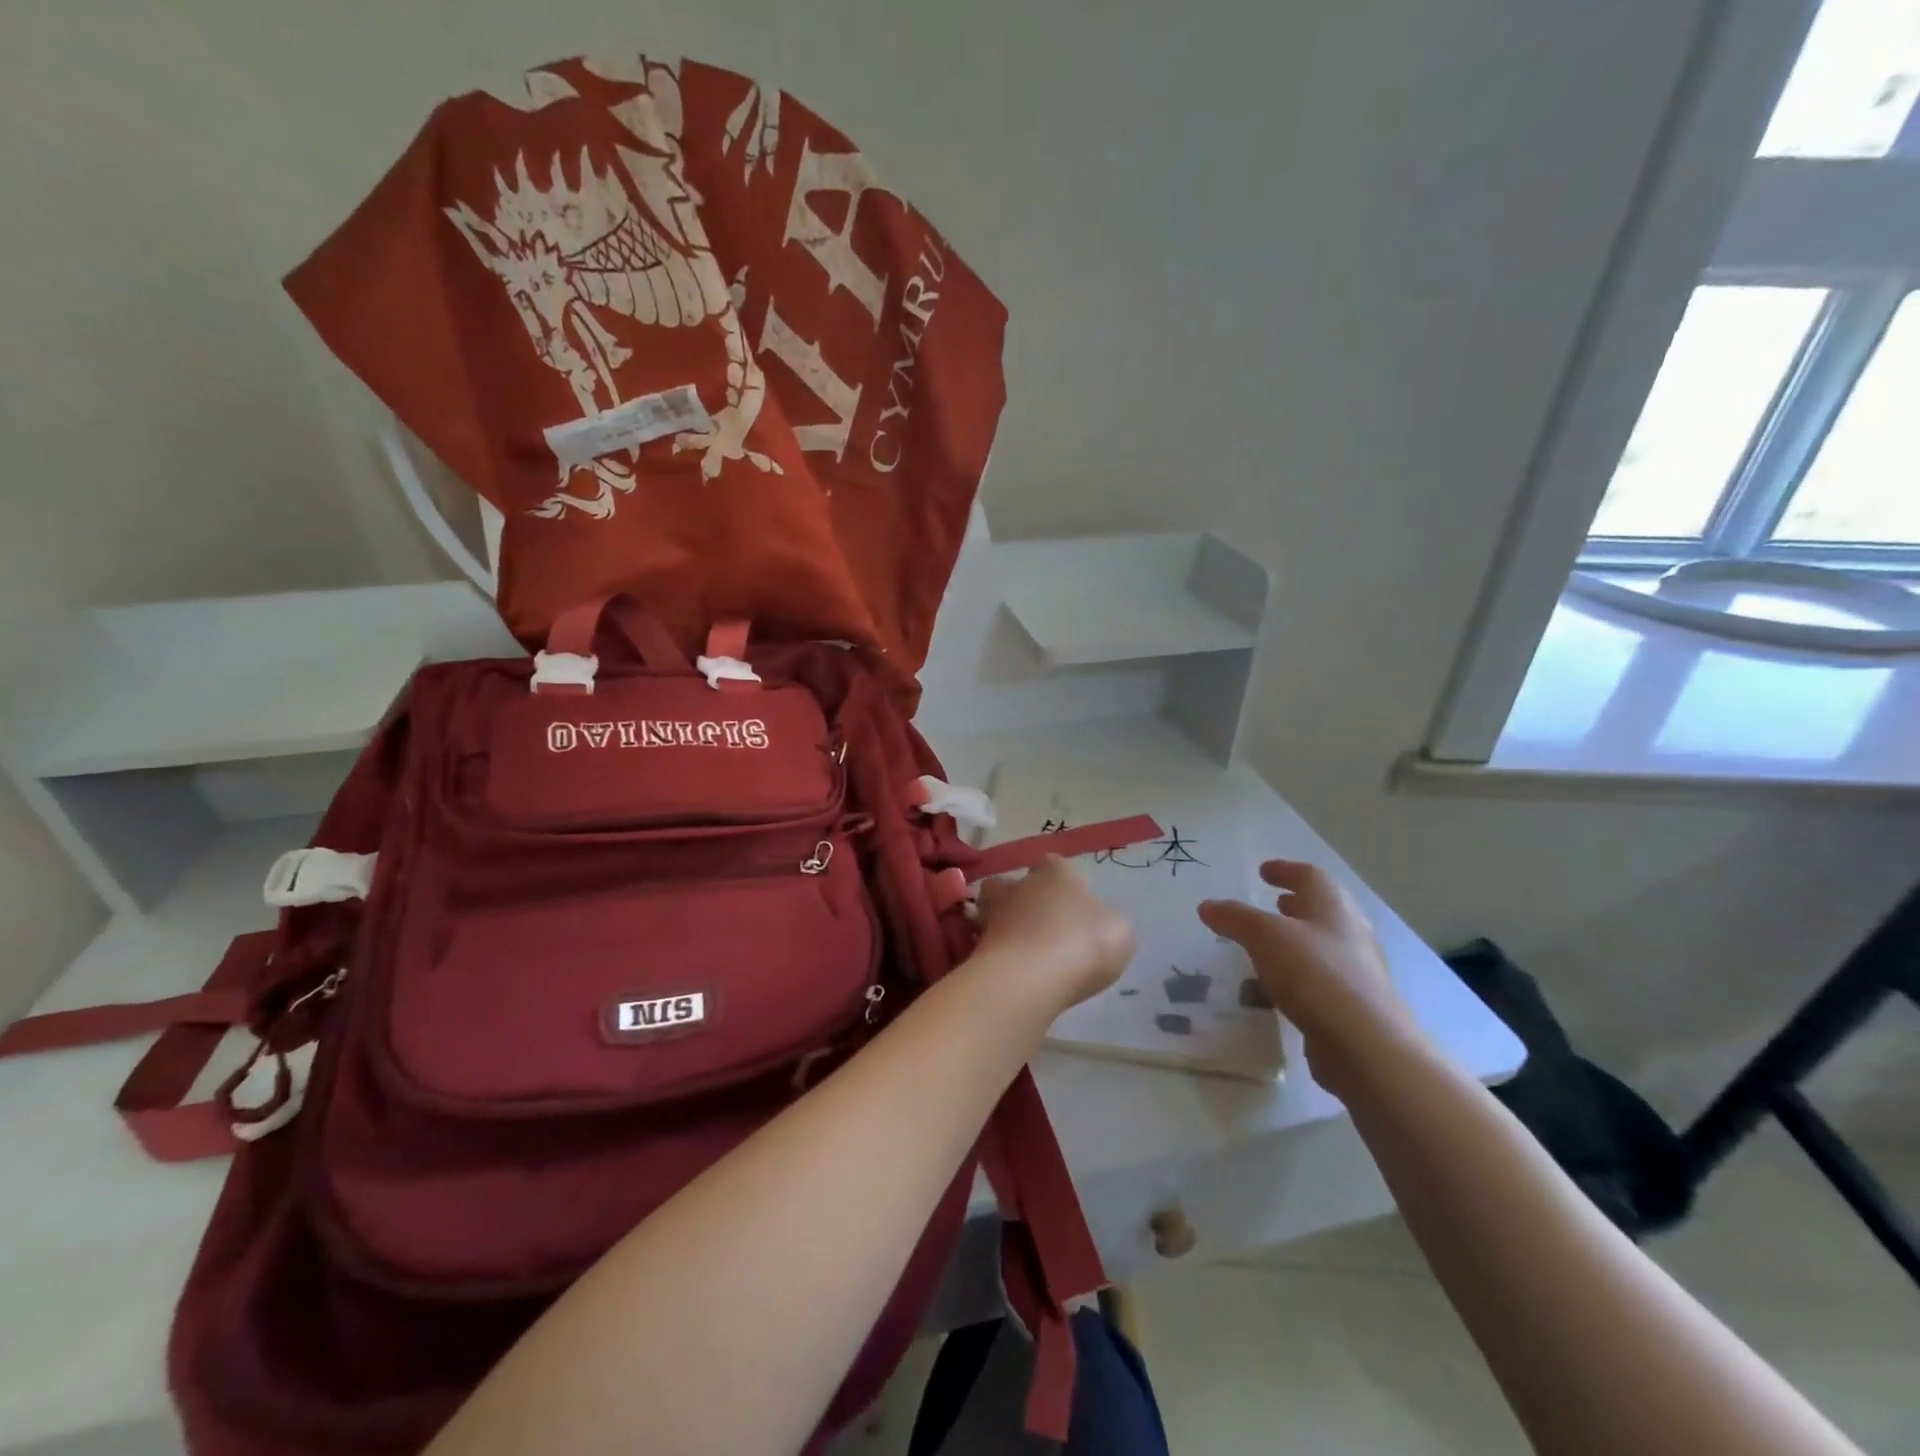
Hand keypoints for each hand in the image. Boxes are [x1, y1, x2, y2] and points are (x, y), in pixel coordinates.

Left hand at [970, 855, 1135, 1017]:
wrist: (1027, 979)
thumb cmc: (1081, 944)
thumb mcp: (1118, 931)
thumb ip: (1107, 921)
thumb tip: (1096, 922)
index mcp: (1056, 873)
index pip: (1055, 864)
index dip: (1064, 882)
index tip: (1073, 903)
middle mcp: (1019, 885)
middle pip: (1015, 884)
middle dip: (1024, 900)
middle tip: (1043, 927)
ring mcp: (992, 915)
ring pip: (995, 913)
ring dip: (1008, 928)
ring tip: (1026, 953)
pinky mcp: (976, 947)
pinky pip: (989, 946)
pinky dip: (999, 956)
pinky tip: (1015, 974)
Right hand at [1198, 860, 1422, 1096]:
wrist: (1365, 1046)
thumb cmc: (1315, 974)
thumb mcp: (1265, 936)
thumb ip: (1235, 918)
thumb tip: (1208, 905)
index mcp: (1333, 907)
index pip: (1310, 876)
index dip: (1285, 870)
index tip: (1264, 871)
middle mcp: (1350, 934)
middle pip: (1322, 910)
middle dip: (1295, 906)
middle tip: (1271, 905)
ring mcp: (1356, 972)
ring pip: (1321, 947)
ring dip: (1295, 942)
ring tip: (1265, 948)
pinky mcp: (1352, 1007)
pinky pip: (1318, 981)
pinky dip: (1296, 977)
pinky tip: (1275, 990)